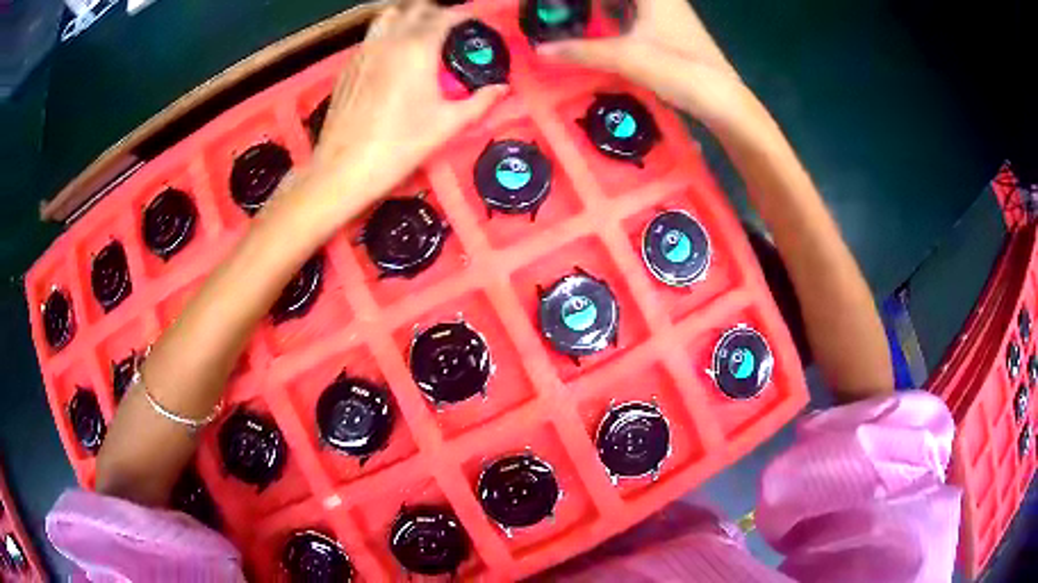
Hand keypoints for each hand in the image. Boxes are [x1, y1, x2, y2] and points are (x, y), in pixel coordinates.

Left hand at [309, 0, 507, 208]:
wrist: (344, 168)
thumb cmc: (400, 145)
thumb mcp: (447, 124)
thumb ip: (480, 102)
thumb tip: (501, 89)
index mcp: (418, 48)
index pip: (445, 16)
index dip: (464, 16)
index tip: (474, 23)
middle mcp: (390, 40)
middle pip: (415, 9)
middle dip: (436, 12)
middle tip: (450, 28)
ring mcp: (364, 50)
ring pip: (388, 16)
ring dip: (408, 17)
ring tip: (419, 33)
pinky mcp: (348, 65)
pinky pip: (371, 36)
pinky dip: (387, 34)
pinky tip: (392, 55)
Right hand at [538, 0, 758, 132]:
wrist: (722, 99)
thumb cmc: (677, 68)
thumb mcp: (625, 57)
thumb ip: (581, 51)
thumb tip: (541, 50)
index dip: (586, 1)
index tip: (559, 5)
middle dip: (594, 5)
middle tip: (564, 11)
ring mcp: (670, 13)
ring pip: (631, 3)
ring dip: (607, 8)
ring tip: (578, 15)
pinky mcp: (672, 30)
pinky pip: (638, 13)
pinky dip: (618, 15)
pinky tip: (604, 27)